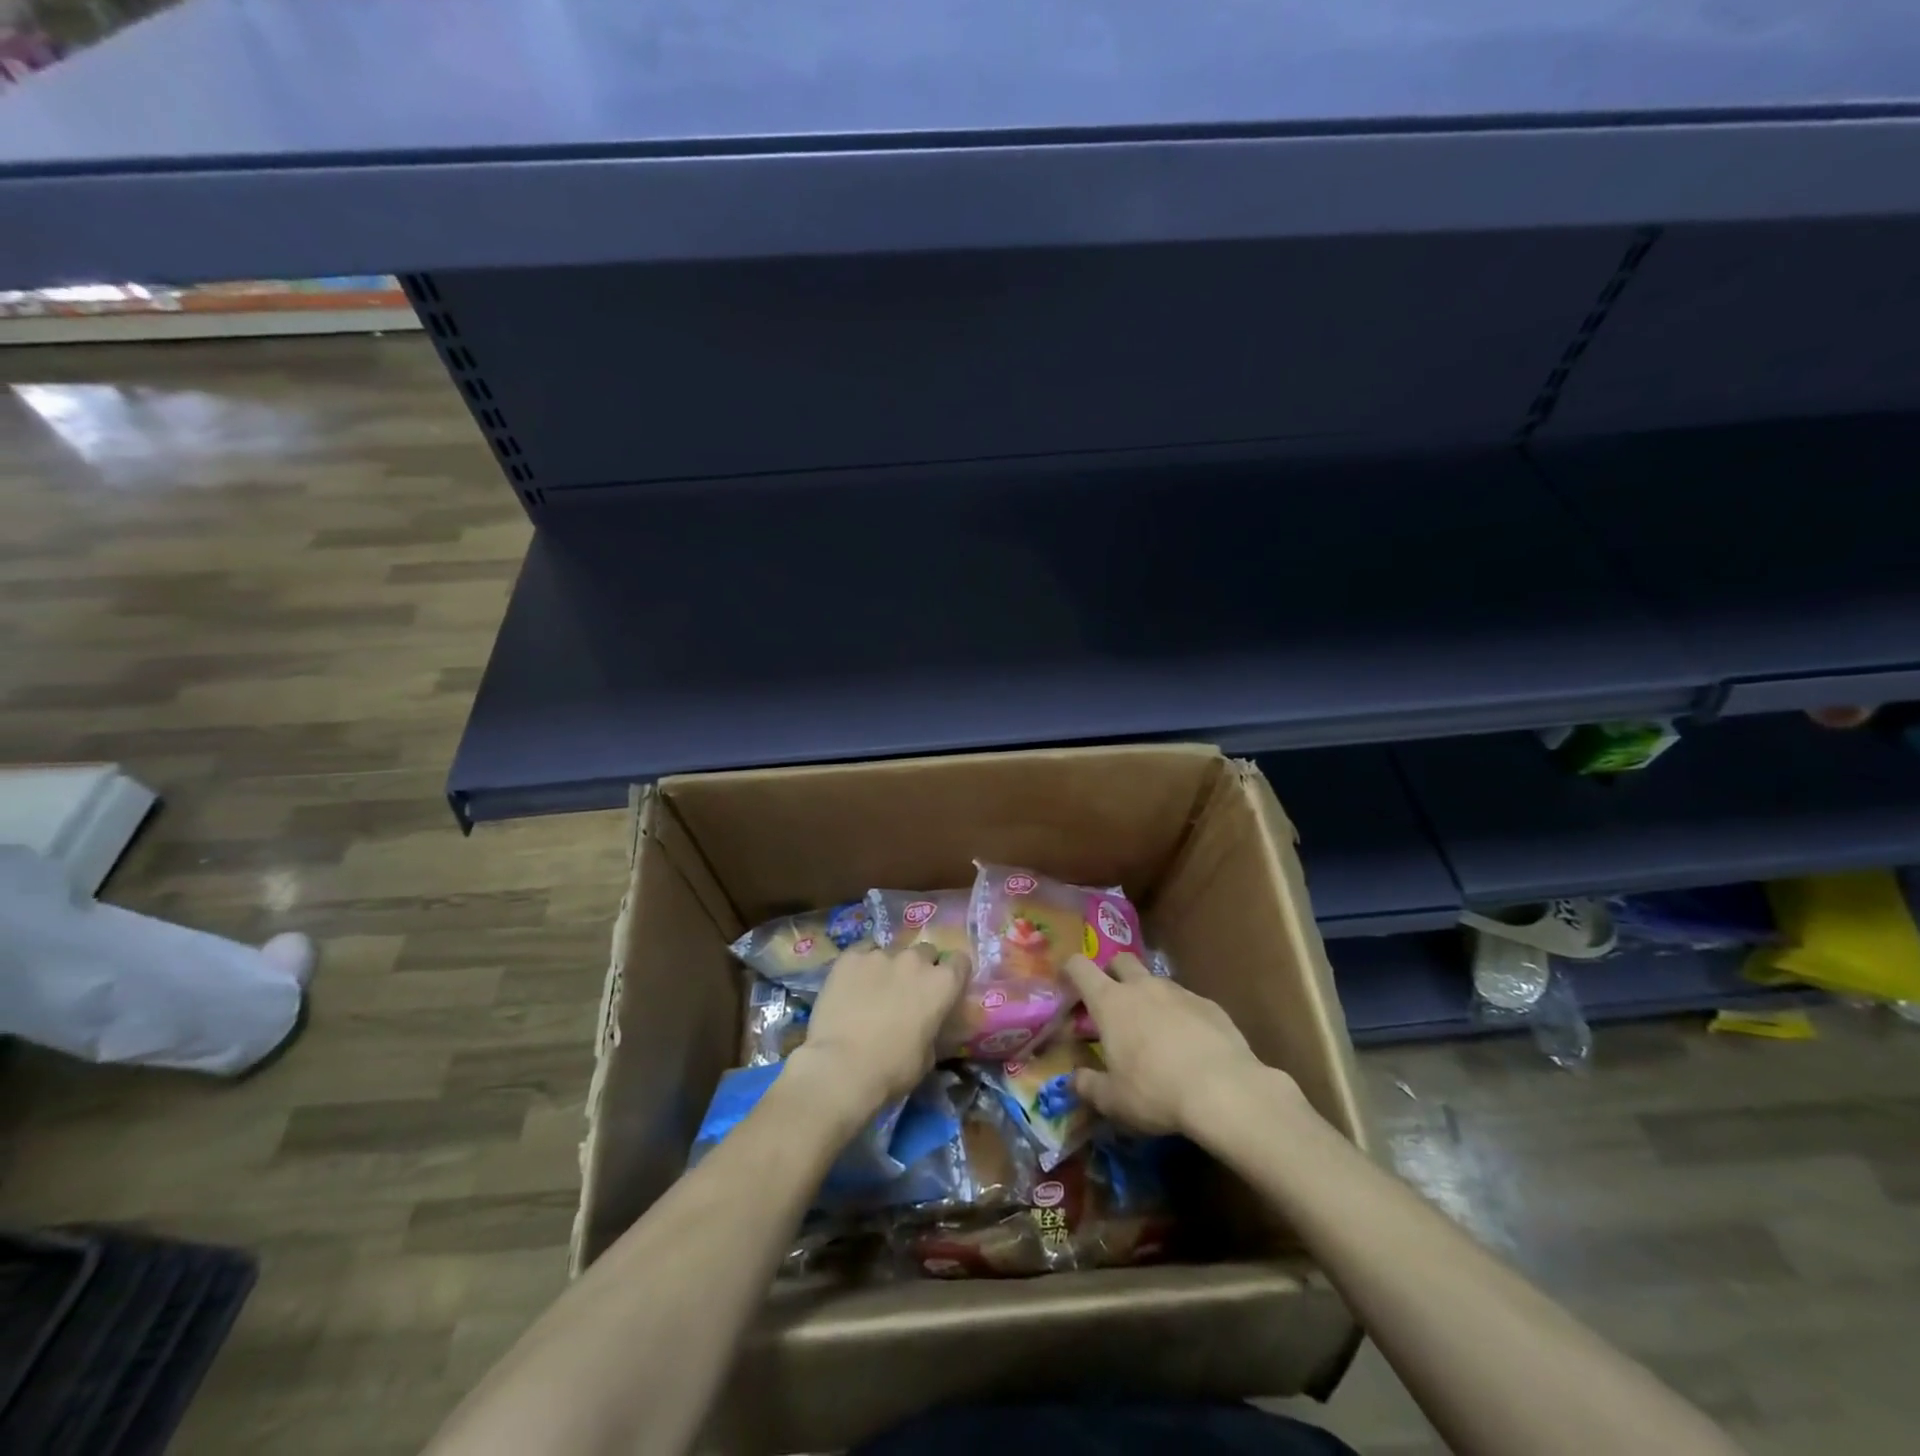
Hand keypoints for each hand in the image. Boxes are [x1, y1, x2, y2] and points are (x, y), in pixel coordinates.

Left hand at [785, 943, 965, 1124]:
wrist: (842, 1066)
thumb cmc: (892, 1069)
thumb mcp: (928, 1056)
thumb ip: (933, 1028)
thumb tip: (928, 1023)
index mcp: (942, 983)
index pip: (960, 961)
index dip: (953, 974)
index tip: (944, 988)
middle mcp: (915, 960)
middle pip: (926, 952)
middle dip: (920, 968)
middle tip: (907, 992)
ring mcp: (881, 954)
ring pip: (892, 951)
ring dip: (889, 967)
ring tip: (874, 990)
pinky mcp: (850, 956)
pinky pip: (862, 952)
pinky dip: (862, 964)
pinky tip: (852, 984)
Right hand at [1064, 952, 1293, 1137]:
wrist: (1224, 1090)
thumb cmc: (1156, 1091)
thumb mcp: (1113, 1100)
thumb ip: (1089, 1086)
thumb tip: (1074, 1080)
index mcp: (1111, 1002)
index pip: (1080, 967)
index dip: (1070, 969)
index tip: (1066, 980)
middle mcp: (1142, 987)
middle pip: (1121, 960)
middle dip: (1112, 973)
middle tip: (1112, 1001)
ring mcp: (1179, 992)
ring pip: (1155, 981)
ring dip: (1148, 996)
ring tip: (1153, 1030)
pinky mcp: (1209, 1005)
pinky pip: (1186, 1001)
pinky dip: (1180, 1015)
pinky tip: (1188, 1045)